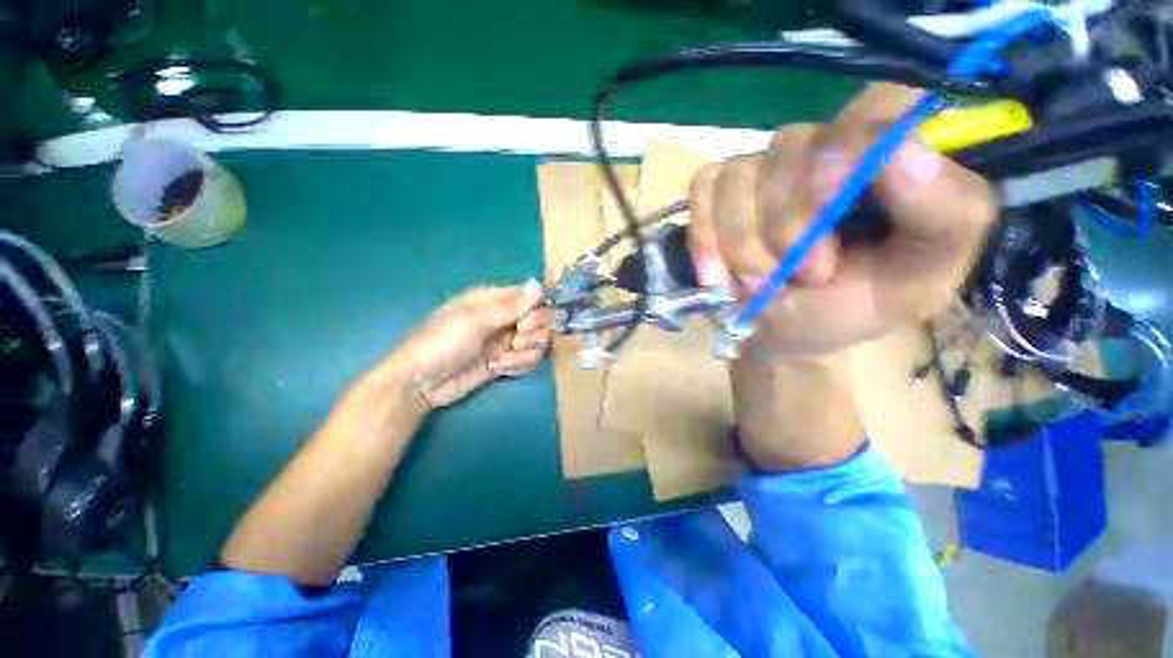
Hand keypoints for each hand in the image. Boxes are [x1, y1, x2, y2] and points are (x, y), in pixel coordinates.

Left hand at [389, 280, 552, 407]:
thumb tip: (539, 284)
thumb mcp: (474, 320)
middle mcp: (504, 317)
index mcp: (494, 299)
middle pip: (540, 319)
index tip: (523, 324)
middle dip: (532, 333)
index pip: (532, 297)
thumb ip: (510, 305)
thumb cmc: (442, 343)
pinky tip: (498, 368)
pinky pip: (529, 359)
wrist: (421, 384)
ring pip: (537, 341)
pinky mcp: (506, 360)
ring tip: (498, 360)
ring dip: (523, 353)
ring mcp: (506, 340)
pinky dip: (518, 365)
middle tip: (514, 341)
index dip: (536, 310)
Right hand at [689, 84, 996, 360]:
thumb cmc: (852, 306)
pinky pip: (702, 191)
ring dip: (745, 246)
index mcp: (885, 156)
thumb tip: (902, 149)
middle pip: (792, 149)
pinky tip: (717, 276)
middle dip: (791, 228)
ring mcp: (760, 167)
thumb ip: (945, 215)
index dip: (851, 152)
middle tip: (807, 277)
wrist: (785, 332)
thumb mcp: (921, 279)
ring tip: (761, 285)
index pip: (876, 106)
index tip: (835, 214)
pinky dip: (705, 240)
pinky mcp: (716, 189)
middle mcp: (820, 146)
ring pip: (739, 179)